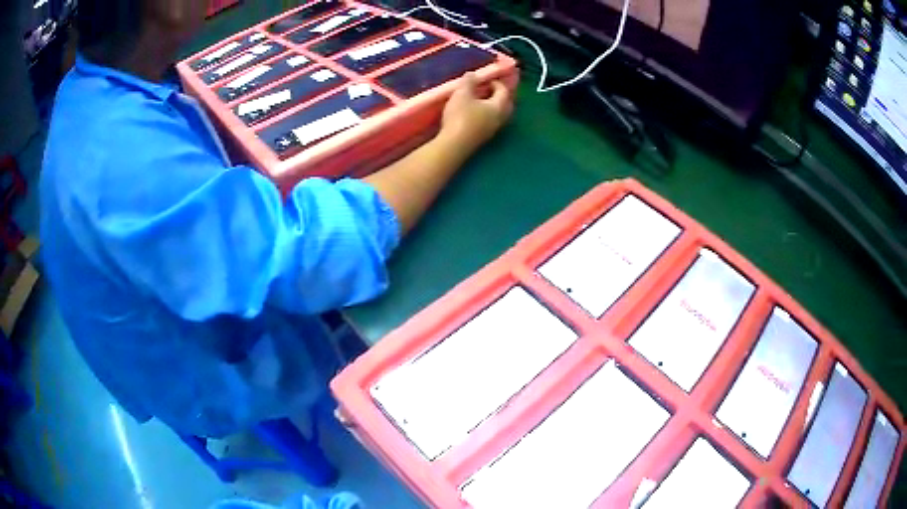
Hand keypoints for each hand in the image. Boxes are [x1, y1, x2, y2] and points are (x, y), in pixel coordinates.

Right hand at [440, 72, 513, 149]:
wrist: (454, 145)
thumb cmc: (460, 116)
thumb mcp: (462, 94)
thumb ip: (468, 82)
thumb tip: (473, 74)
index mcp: (498, 106)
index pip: (504, 91)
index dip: (497, 83)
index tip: (487, 78)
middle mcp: (500, 119)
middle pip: (506, 105)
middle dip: (500, 96)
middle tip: (490, 90)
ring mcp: (492, 131)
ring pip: (499, 115)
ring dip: (493, 107)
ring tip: (481, 101)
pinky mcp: (483, 139)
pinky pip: (490, 123)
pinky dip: (486, 116)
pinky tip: (475, 115)